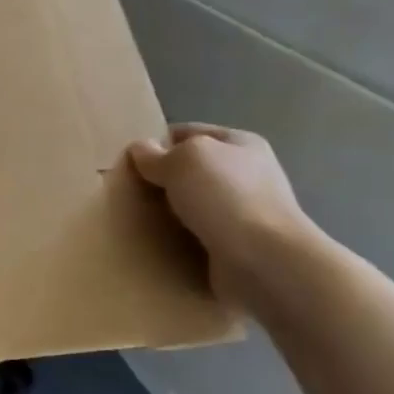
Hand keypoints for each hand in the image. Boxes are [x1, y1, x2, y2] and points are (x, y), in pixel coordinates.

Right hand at [129, 124, 319, 305]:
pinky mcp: (237, 245)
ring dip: (168, 212)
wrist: (264, 259)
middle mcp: (247, 174)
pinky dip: (179, 239)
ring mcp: (244, 212)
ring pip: (192, 204)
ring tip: (136, 219)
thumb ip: (156, 154)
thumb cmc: (225, 196)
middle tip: (129, 192)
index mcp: (240, 143)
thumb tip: (140, 149)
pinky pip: (197, 236)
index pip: (188, 133)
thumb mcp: (182, 160)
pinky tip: (158, 243)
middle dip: (161, 180)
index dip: (157, 143)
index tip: (129, 161)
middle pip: (190, 171)